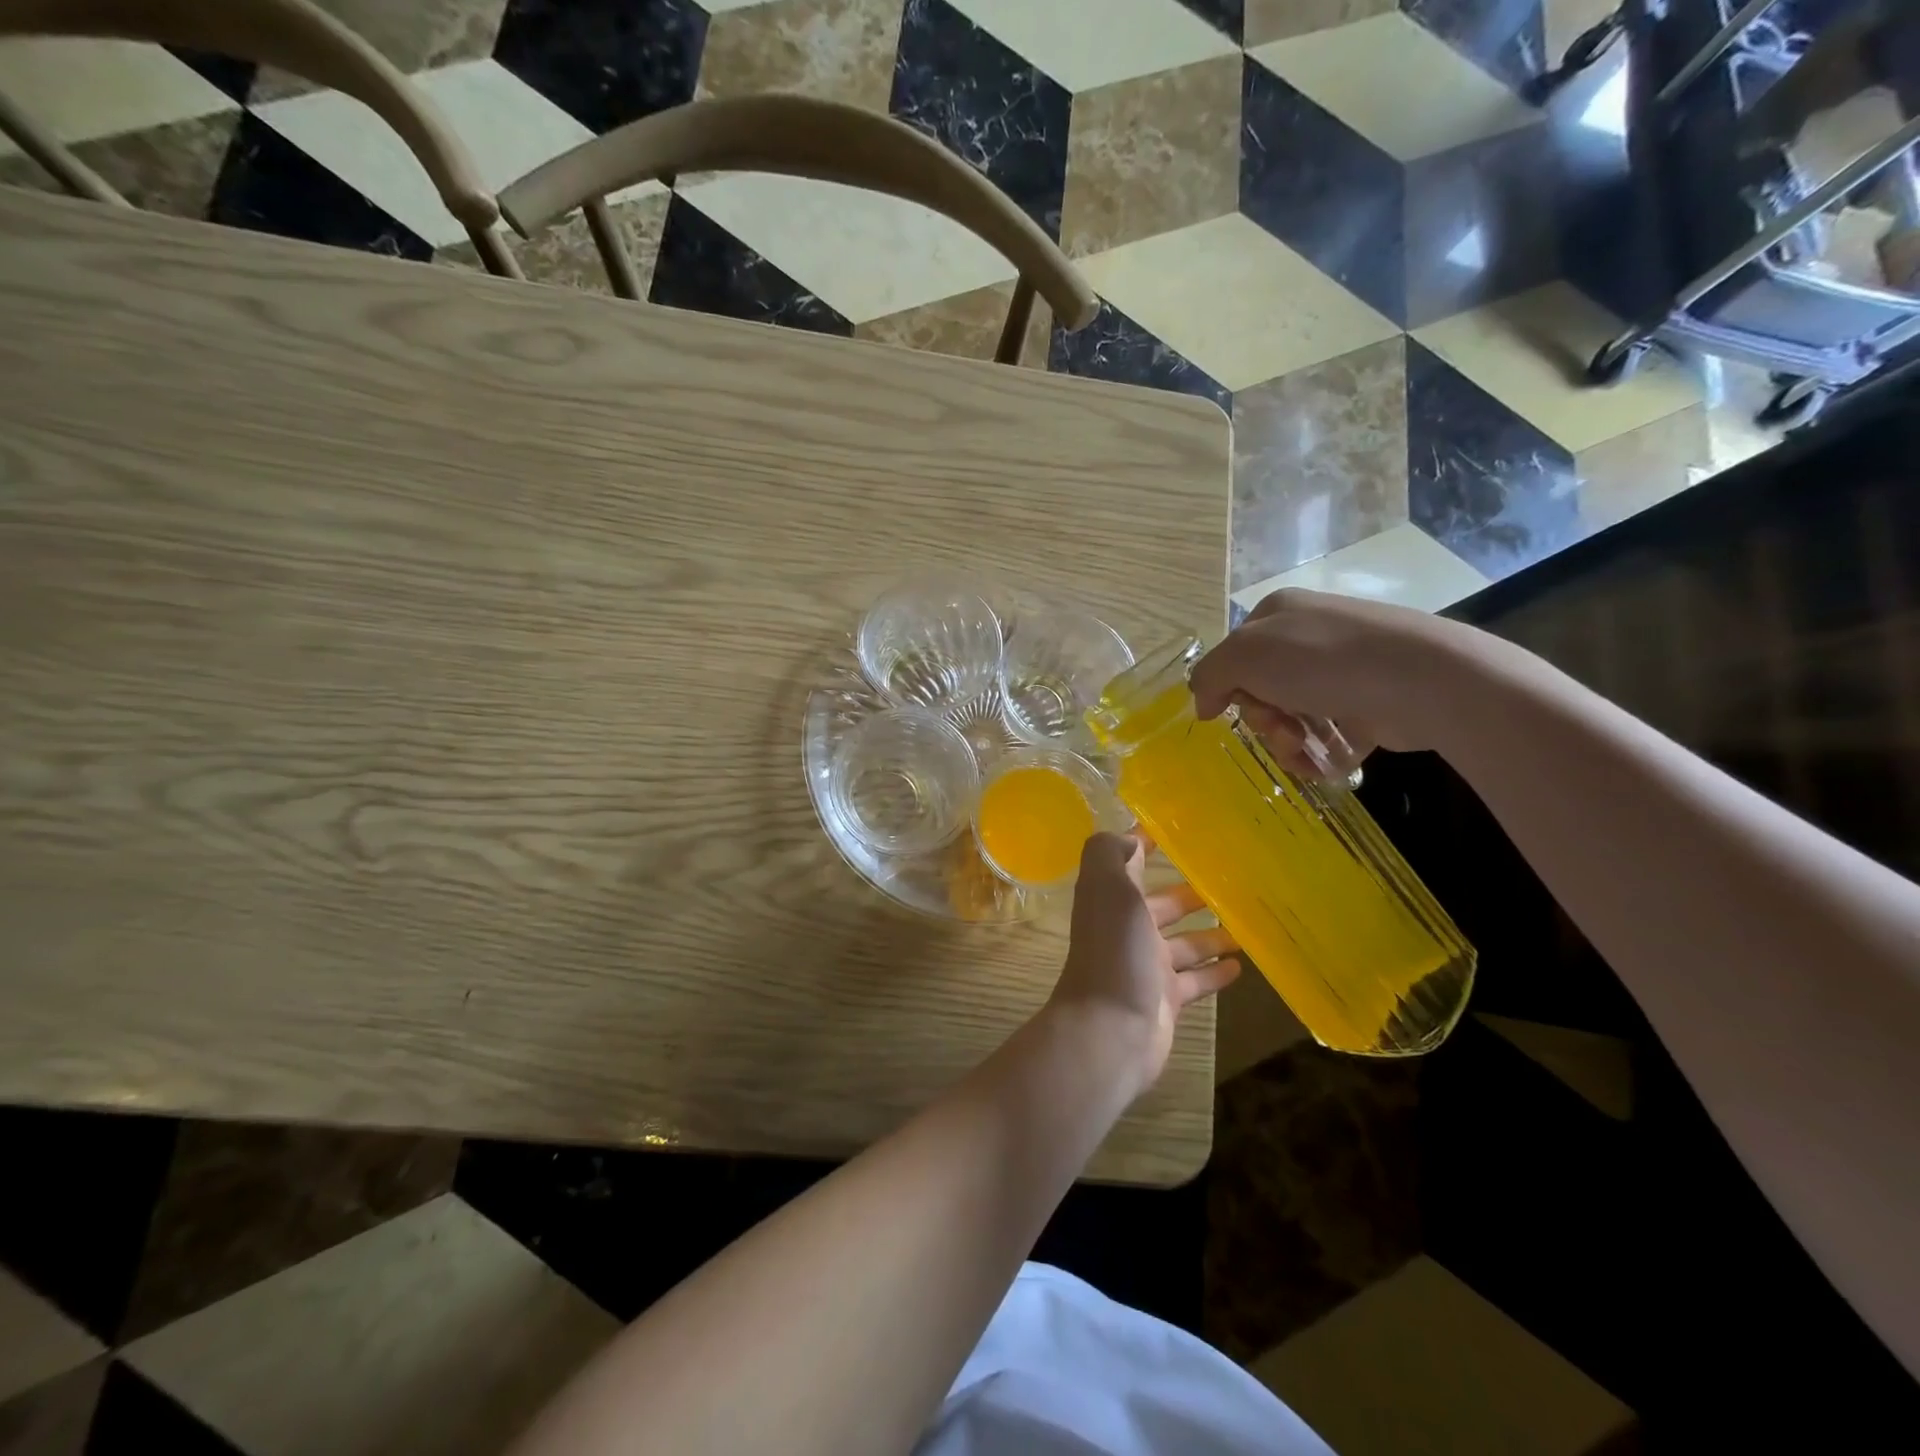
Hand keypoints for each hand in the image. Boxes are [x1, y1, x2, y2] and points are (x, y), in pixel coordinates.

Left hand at [1048, 832, 1239, 1097]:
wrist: (1111, 1028)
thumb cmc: (1114, 950)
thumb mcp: (1109, 888)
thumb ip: (1112, 855)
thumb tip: (1129, 837)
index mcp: (1111, 899)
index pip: (1128, 863)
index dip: (1144, 845)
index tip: (1175, 831)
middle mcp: (1127, 929)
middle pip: (1162, 905)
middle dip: (1188, 894)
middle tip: (1229, 882)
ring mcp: (1147, 966)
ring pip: (1184, 943)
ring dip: (1210, 933)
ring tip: (1246, 922)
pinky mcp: (1165, 998)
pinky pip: (1195, 980)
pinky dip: (1214, 972)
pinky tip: (1241, 966)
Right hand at [1190, 588, 1473, 774]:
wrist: (1421, 680)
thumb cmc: (1322, 660)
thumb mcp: (1245, 656)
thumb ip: (1210, 676)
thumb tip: (1203, 703)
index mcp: (1277, 615)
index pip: (1234, 657)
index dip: (1230, 689)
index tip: (1236, 710)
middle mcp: (1308, 636)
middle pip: (1262, 691)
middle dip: (1265, 720)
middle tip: (1281, 729)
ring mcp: (1342, 670)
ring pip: (1293, 717)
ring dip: (1288, 742)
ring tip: (1305, 754)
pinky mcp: (1369, 704)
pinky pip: (1328, 735)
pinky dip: (1320, 754)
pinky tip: (1325, 765)